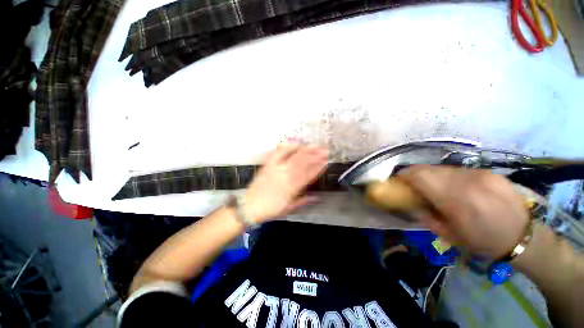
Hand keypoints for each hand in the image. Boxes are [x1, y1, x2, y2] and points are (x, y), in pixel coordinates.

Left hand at [244, 143, 328, 222]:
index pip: (309, 175)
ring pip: (294, 158)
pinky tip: (294, 143)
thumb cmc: (271, 209)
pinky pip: (278, 154)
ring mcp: (277, 169)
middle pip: (303, 164)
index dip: (318, 167)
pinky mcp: (269, 165)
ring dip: (306, 151)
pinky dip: (287, 147)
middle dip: (315, 155)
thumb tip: (317, 197)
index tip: (326, 161)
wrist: (250, 206)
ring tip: (314, 145)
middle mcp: (286, 176)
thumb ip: (303, 201)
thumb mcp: (289, 208)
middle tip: (325, 150)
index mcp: (292, 188)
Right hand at [400, 166, 529, 258]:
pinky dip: (448, 176)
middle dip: (415, 174)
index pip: (421, 176)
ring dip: (431, 175)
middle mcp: (467, 182)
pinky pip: (458, 170)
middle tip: (412, 184)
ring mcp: (480, 174)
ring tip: (433, 186)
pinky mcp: (489, 172)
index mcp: (456, 200)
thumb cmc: (484, 241)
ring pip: (443, 168)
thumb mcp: (449, 235)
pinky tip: (454, 187)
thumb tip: (411, 203)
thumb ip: (426, 216)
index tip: (398, 180)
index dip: (405, 175)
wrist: (524, 237)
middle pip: (429, 169)